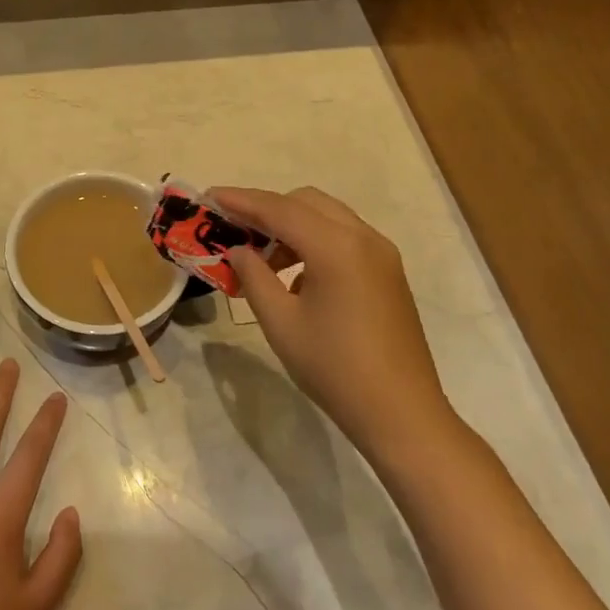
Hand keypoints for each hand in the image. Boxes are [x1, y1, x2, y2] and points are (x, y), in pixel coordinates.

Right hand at [215, 186, 456, 456]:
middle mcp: (363, 238)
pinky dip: (314, 241)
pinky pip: (344, 237)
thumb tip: (238, 251)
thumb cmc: (334, 368)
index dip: (241, 201)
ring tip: (261, 260)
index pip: (279, 209)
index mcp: (336, 247)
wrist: (401, 413)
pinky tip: (295, 277)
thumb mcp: (280, 322)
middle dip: (267, 210)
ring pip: (327, 217)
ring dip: (291, 226)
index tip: (209, 196)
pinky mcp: (388, 272)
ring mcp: (381, 253)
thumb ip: (254, 277)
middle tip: (234, 231)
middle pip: (305, 202)